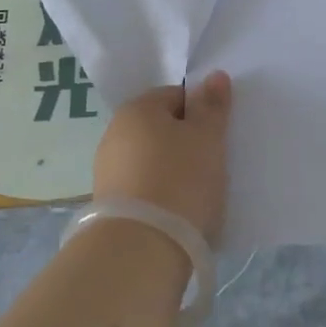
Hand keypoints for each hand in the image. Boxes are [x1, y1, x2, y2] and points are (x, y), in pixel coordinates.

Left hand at [92, 72, 232, 243]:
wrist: (140, 250)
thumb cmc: (180, 181)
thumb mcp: (207, 139)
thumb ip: (212, 106)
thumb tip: (214, 75)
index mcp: (137, 109)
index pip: (176, 95)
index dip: (201, 112)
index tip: (218, 137)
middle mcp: (114, 133)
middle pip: (162, 128)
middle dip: (187, 142)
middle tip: (214, 164)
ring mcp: (107, 171)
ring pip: (152, 160)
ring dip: (174, 170)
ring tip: (198, 193)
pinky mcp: (109, 205)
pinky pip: (143, 188)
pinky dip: (161, 194)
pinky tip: (178, 212)